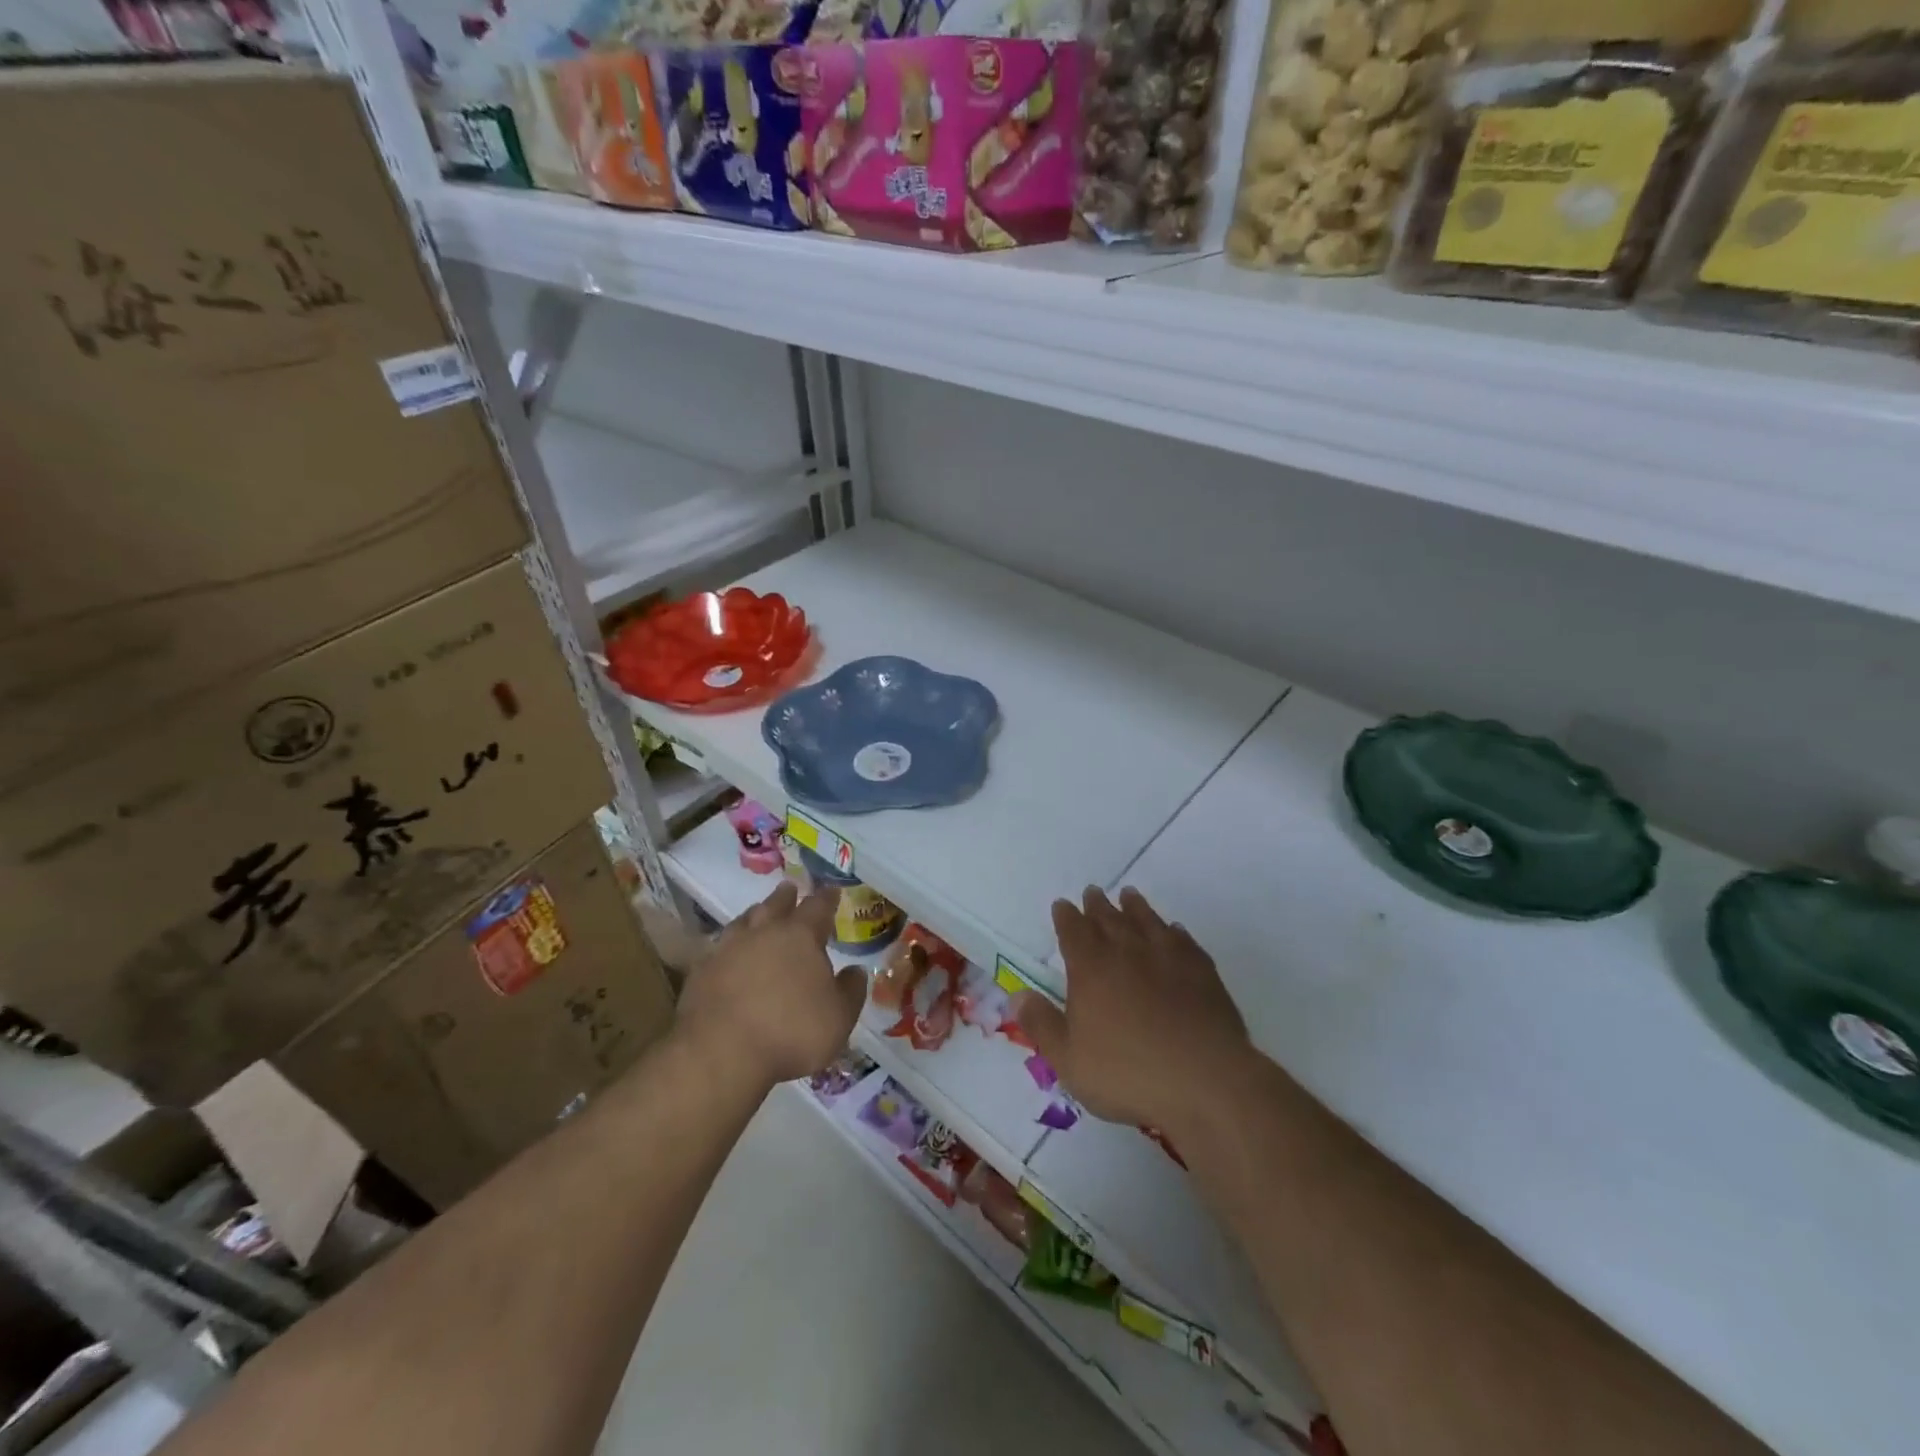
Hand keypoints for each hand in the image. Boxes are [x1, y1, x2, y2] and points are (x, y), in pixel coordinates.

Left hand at [677, 881, 866, 1086]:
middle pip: (776, 904)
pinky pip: (718, 947)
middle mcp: (764, 932)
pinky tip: (728, 952)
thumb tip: (856, 970)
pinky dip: (728, 945)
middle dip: (786, 897)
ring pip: (744, 920)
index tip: (832, 891)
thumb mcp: (839, 1018)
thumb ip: (851, 990)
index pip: (818, 906)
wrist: (721, 1054)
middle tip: (790, 889)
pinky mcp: (701, 970)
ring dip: (755, 915)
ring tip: (759, 914)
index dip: (827, 898)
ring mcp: (728, 948)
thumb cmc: (791, 1033)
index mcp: (801, 936)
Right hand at [1015, 887, 1250, 1137]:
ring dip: (1135, 907)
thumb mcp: (1069, 1059)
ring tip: (1129, 895)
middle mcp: (1128, 952)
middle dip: (1098, 905)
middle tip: (1093, 892)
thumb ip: (1041, 1024)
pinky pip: (1183, 940)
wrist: (1205, 1080)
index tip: (1062, 904)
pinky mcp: (1202, 971)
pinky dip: (1173, 930)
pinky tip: (1173, 930)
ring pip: (1147, 921)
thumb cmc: (1128, 1074)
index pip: (1073, 931)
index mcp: (1091, 968)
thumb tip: (1017, 994)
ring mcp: (1168, 957)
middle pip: (1109, 919)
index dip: (1066, 917)